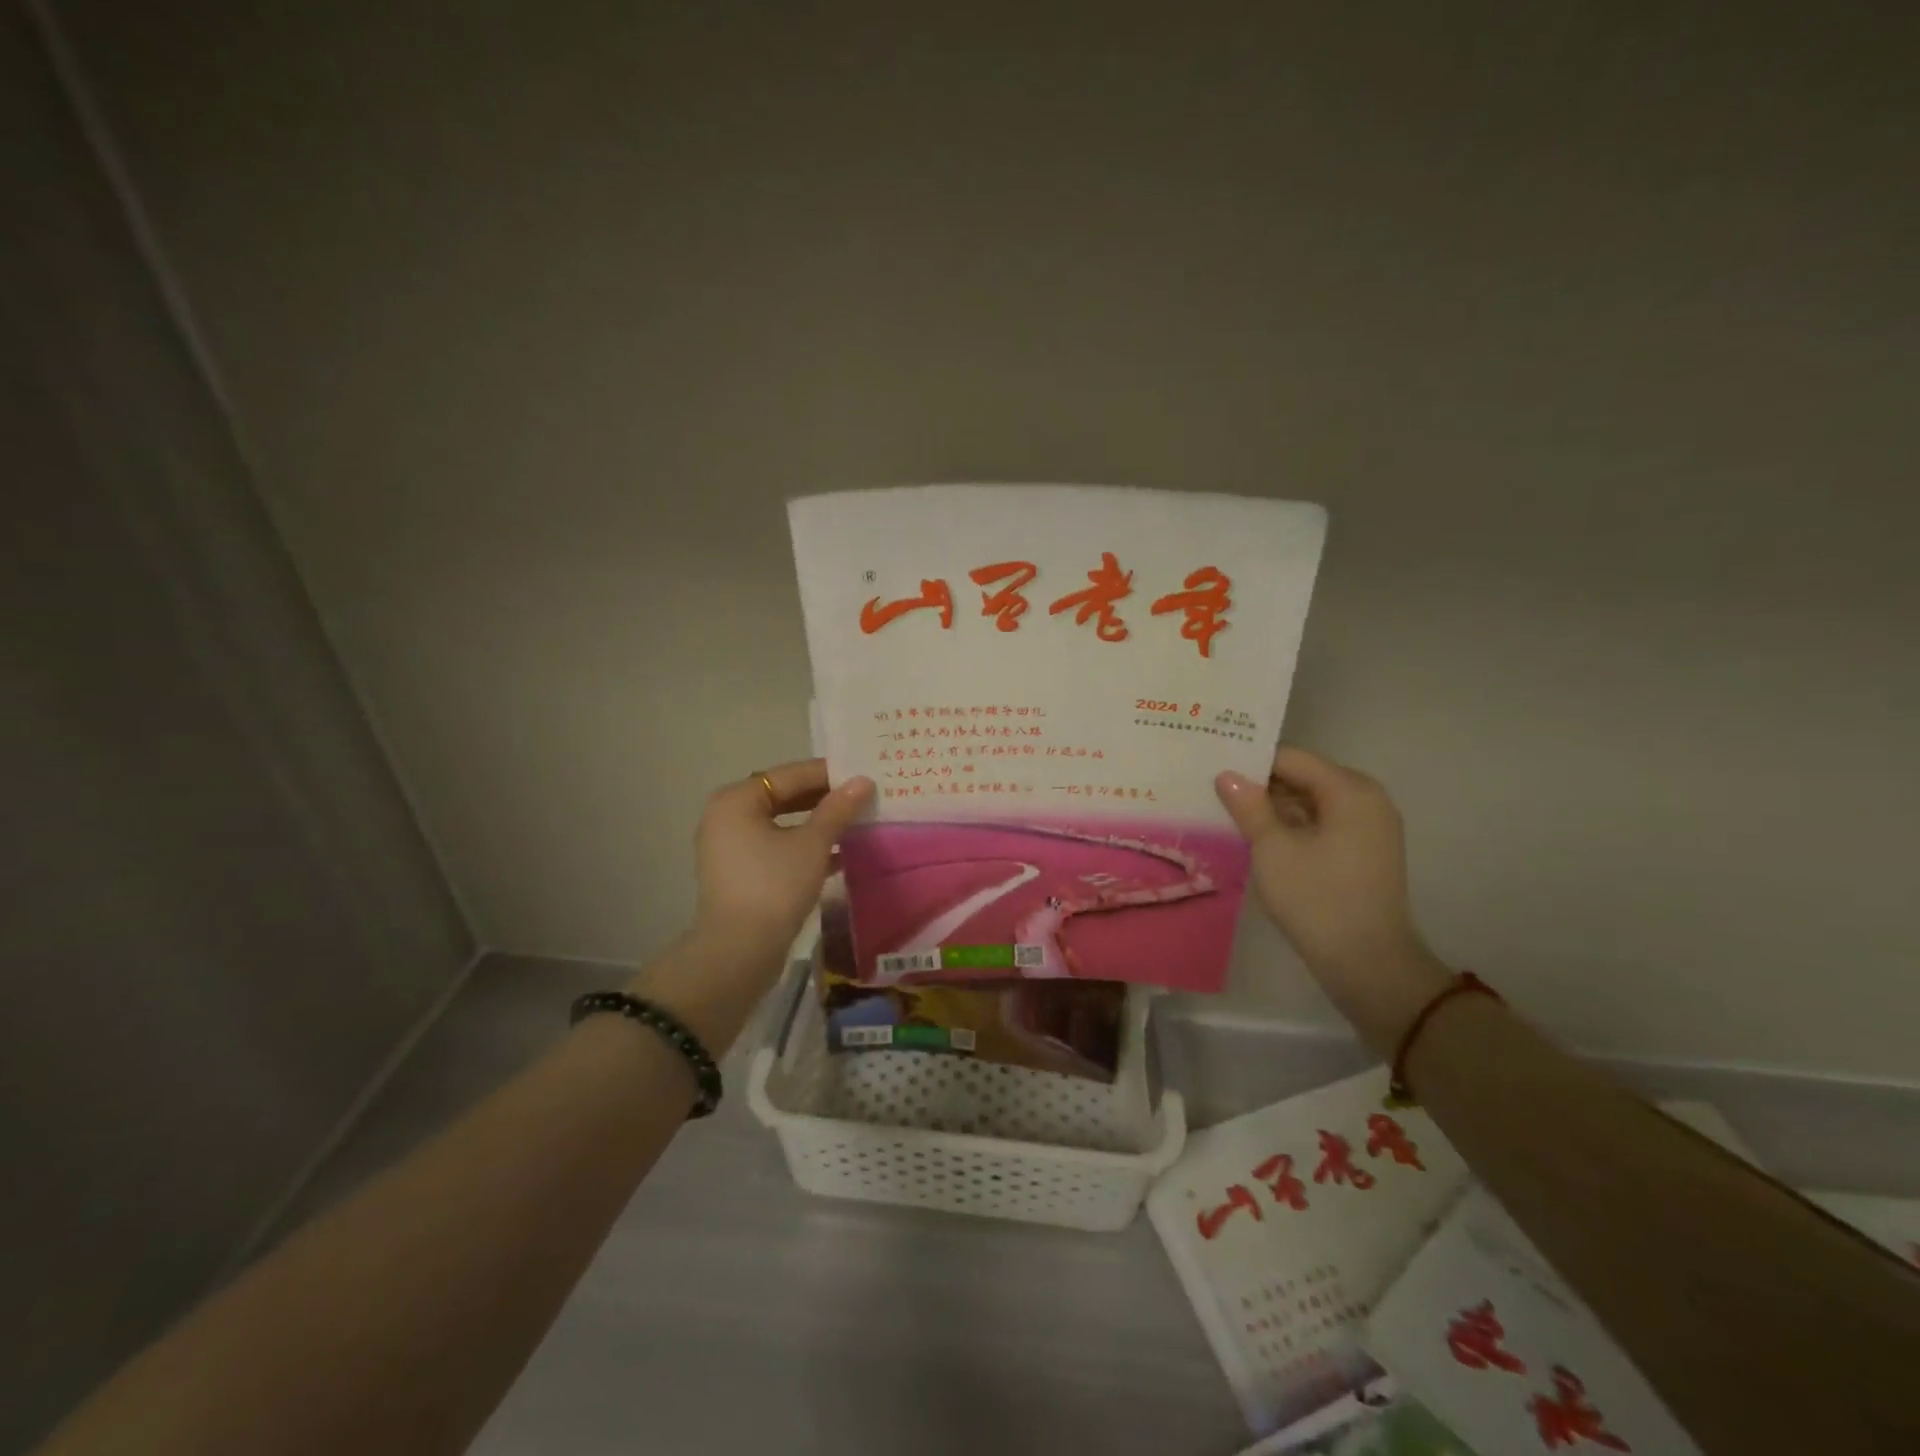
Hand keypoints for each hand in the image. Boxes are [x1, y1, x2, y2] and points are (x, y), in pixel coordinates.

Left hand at [692, 758, 873, 956]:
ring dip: (818, 825)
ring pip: (782, 824)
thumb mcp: (812, 844)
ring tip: (857, 823)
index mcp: (737, 800)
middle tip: (864, 797)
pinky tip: (840, 855)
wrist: (739, 952)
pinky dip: (804, 848)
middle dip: (825, 799)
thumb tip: (863, 780)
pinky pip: (776, 847)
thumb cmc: (774, 886)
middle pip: (784, 797)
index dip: (829, 774)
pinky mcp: (739, 873)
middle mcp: (727, 816)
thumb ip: (837, 809)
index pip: (790, 775)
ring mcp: (730, 847)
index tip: (863, 775)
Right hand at [1215, 747, 1450, 1054]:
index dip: (1250, 762)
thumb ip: (1248, 806)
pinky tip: (1258, 839)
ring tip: (1228, 814)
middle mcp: (1367, 800)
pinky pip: (1322, 825)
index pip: (1291, 758)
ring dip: (1274, 808)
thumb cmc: (1318, 899)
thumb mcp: (1272, 848)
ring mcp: (1369, 828)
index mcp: (1350, 790)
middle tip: (1213, 791)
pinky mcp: (1364, 853)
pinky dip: (1292, 827)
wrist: (1368, 965)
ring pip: (1311, 803)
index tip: (1212, 769)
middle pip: (1303, 777)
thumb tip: (1227, 774)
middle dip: (1261, 785)